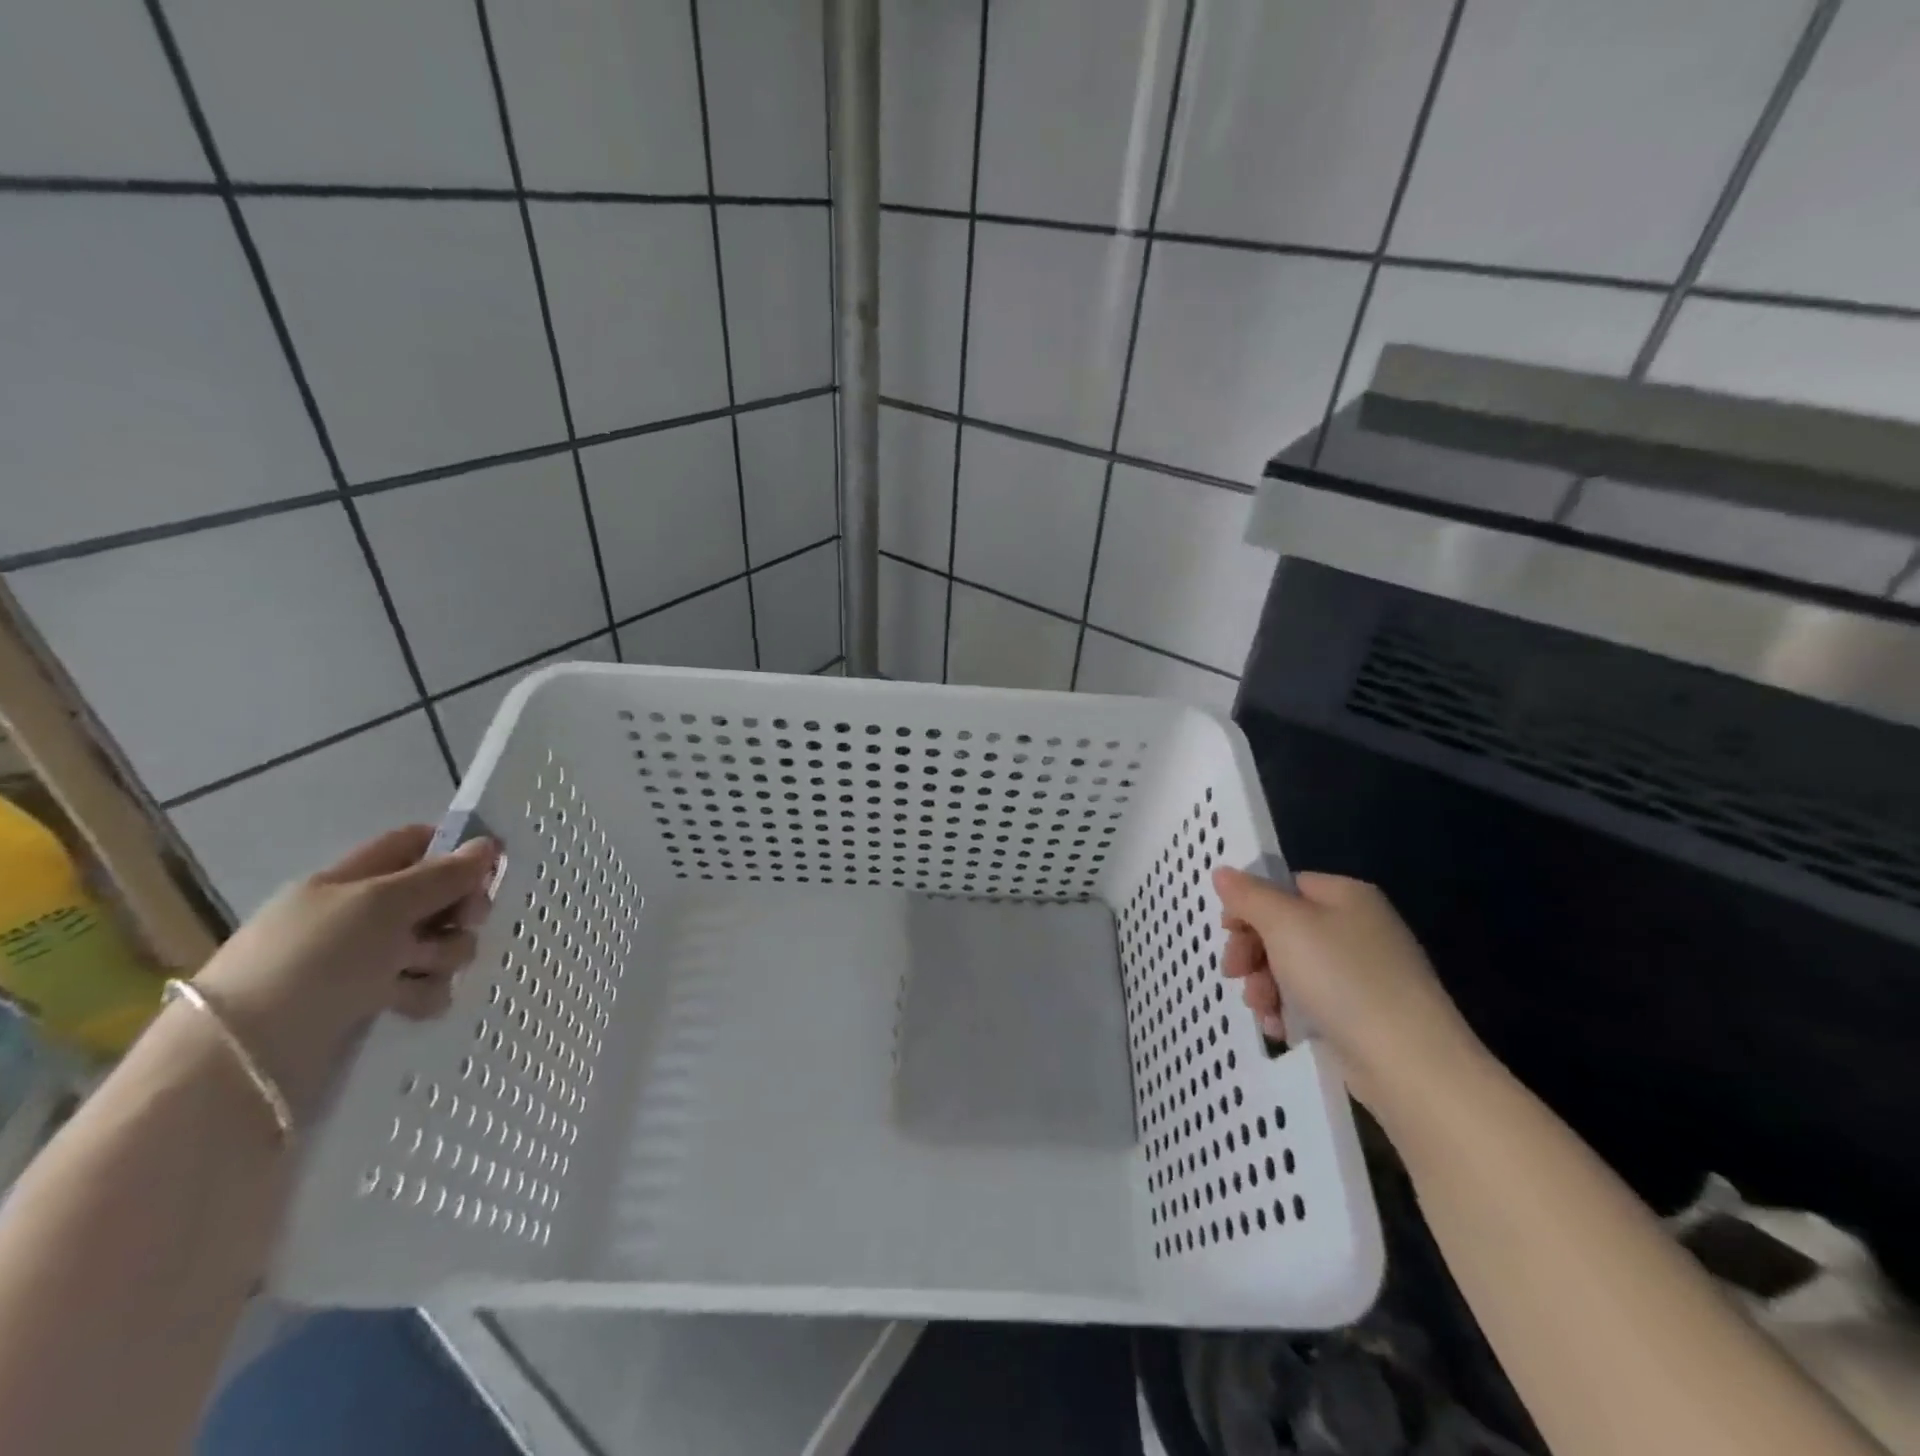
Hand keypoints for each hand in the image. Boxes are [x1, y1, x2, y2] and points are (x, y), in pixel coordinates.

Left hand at [192, 826, 497, 1116]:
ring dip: (444, 955)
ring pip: (438, 944)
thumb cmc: (315, 959)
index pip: (413, 845)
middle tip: (467, 922)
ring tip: (417, 973)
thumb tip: (488, 845)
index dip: (453, 851)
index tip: (489, 867)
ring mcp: (365, 962)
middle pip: (437, 897)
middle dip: (460, 910)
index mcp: (352, 881)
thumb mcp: (382, 904)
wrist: (248, 1058)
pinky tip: (408, 1004)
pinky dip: (424, 993)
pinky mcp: (370, 1004)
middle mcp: (361, 917)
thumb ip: (442, 875)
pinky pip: (423, 987)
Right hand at [1211, 867, 1483, 1116]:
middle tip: (1234, 974)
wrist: (1409, 1064)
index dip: (1249, 907)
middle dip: (1252, 952)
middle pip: (1283, 927)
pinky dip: (1290, 1010)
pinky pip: (1312, 1000)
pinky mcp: (1364, 1013)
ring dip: (1264, 985)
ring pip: (1292, 967)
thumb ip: (1248, 895)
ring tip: (1261, 1009)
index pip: (1283, 886)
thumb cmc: (1341, 978)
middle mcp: (1358, 927)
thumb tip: (1222, 871)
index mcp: (1346, 895)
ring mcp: (1364, 972)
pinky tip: (1280, 1028)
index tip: (1227, 933)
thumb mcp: (1284, 925)